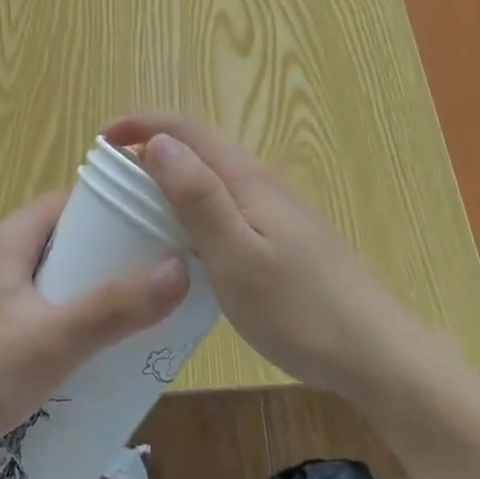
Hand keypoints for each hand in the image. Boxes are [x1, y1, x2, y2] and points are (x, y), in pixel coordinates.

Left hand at [0, 189, 188, 478]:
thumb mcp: (52, 339)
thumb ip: (115, 307)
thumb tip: (180, 267)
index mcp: (11, 238)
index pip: (73, 202)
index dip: (117, 209)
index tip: (161, 227)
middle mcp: (2, 257)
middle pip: (70, 243)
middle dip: (114, 260)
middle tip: (163, 281)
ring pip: (59, 283)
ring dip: (96, 297)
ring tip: (145, 319)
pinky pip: (45, 315)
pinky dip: (74, 326)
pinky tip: (102, 356)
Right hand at [104, 113, 444, 401]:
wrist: (377, 355)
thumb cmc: (299, 310)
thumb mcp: (236, 256)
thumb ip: (198, 197)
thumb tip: (158, 143)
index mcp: (246, 179)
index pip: (187, 129)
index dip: (143, 124)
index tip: (102, 139)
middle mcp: (261, 183)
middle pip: (199, 148)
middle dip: (152, 149)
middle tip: (111, 181)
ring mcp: (275, 210)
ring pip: (212, 178)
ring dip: (171, 179)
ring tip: (136, 208)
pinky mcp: (283, 238)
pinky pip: (226, 205)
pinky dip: (192, 207)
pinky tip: (184, 244)